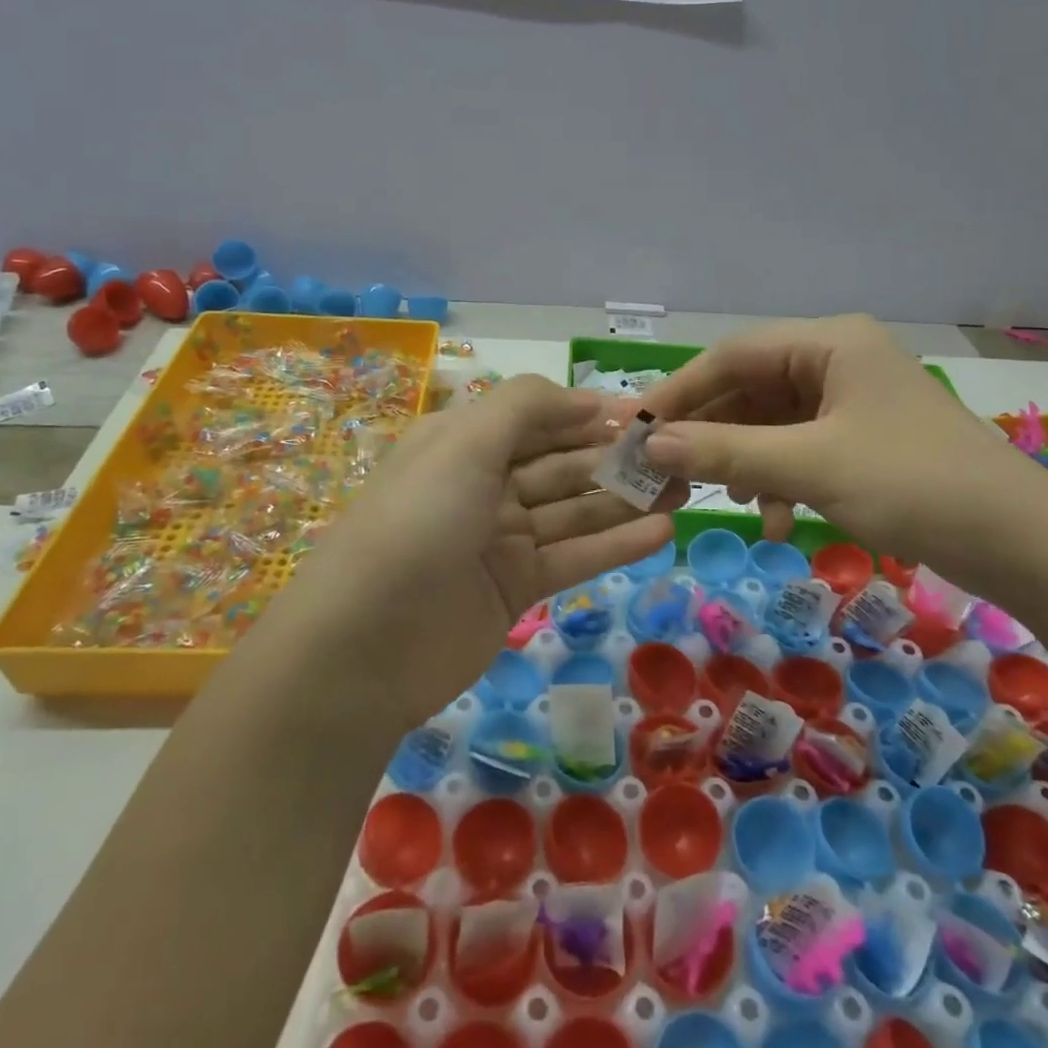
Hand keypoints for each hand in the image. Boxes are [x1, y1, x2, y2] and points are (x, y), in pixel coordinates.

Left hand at [261, 375, 681, 727]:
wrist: (362, 649)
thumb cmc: (415, 524)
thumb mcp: (462, 444)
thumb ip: (525, 407)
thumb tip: (588, 398)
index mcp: (463, 443)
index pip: (539, 417)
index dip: (591, 414)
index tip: (649, 415)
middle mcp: (483, 485)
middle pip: (563, 464)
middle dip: (618, 458)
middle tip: (681, 456)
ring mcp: (500, 539)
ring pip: (575, 511)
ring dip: (626, 499)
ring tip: (685, 489)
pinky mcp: (516, 588)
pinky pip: (573, 558)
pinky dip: (615, 544)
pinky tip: (662, 531)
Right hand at [638, 315, 1047, 585]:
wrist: (1019, 542)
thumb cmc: (911, 483)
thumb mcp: (810, 465)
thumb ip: (727, 450)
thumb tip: (651, 443)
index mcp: (830, 343)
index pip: (733, 355)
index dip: (681, 391)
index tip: (637, 428)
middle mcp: (838, 361)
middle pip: (750, 389)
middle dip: (711, 433)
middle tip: (666, 471)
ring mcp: (851, 403)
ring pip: (771, 424)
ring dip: (744, 462)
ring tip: (723, 498)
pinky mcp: (861, 441)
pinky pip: (799, 450)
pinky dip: (779, 480)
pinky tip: (775, 520)